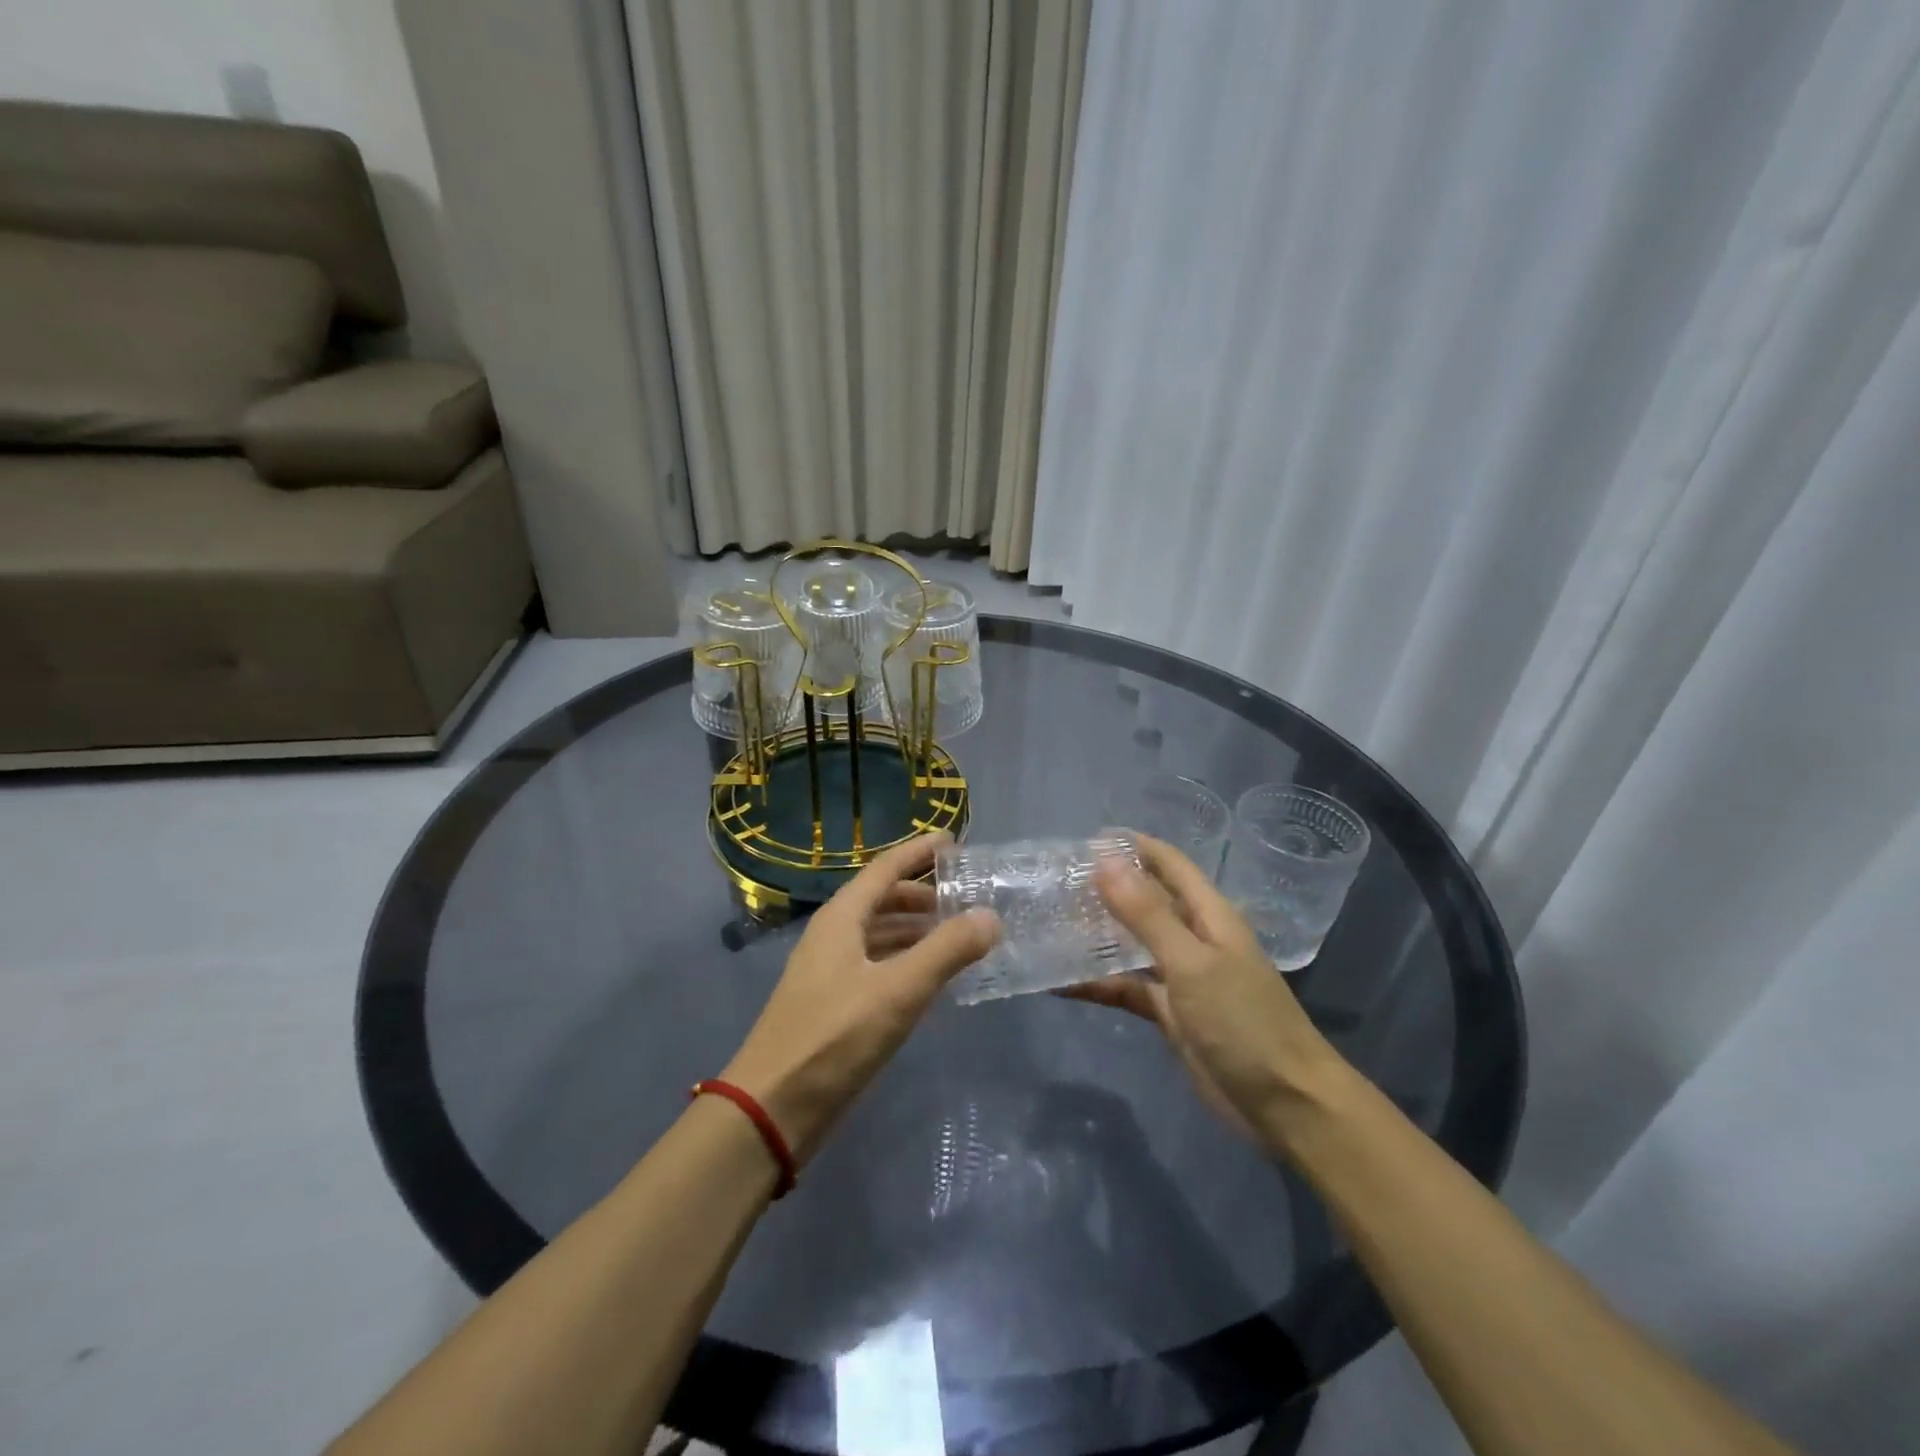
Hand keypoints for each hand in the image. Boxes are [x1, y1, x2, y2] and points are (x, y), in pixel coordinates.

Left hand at [722, 834, 998, 1161]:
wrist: (772, 1109)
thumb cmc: (834, 1037)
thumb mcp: (898, 991)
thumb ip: (947, 950)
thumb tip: (990, 916)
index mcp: (841, 918)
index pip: (885, 868)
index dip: (918, 852)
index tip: (953, 841)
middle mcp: (832, 935)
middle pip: (881, 900)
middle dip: (922, 894)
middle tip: (964, 898)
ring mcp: (829, 971)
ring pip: (878, 934)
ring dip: (914, 929)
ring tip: (956, 935)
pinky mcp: (832, 1004)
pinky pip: (875, 965)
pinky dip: (904, 961)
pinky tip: (928, 979)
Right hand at [1065, 834, 1349, 1152]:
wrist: (1285, 1105)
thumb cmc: (1244, 1022)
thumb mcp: (1193, 963)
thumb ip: (1147, 914)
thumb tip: (1104, 860)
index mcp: (1209, 915)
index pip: (1169, 864)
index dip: (1134, 846)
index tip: (1085, 839)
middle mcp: (1194, 938)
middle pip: (1146, 901)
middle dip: (1106, 887)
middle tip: (1056, 881)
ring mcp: (1181, 977)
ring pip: (1132, 944)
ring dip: (1097, 933)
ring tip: (1049, 921)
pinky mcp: (1169, 1013)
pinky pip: (1127, 988)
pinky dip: (1097, 983)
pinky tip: (1058, 982)